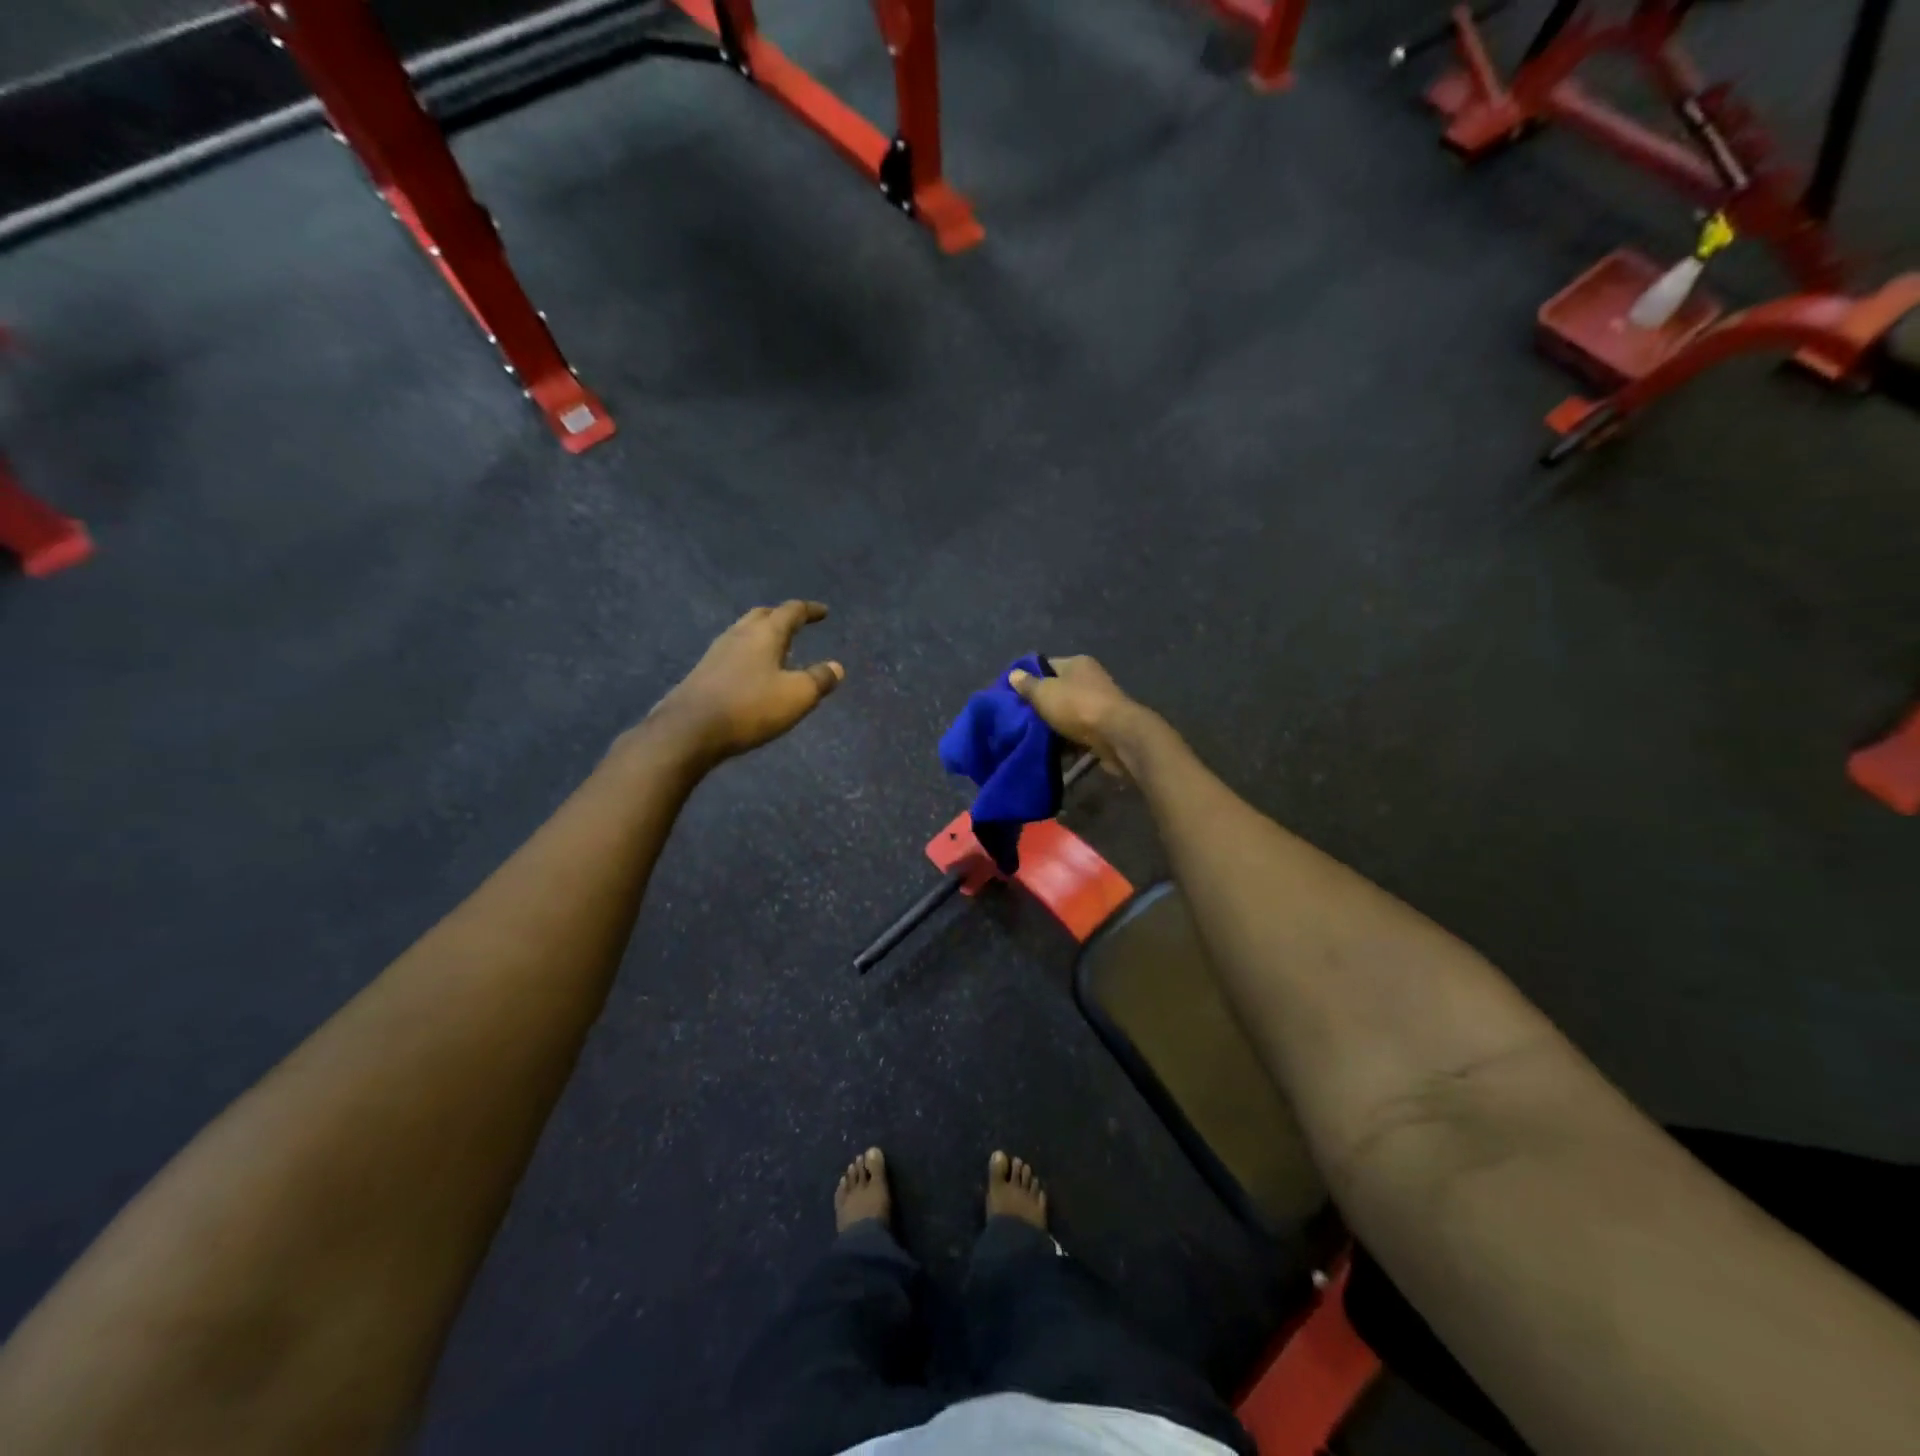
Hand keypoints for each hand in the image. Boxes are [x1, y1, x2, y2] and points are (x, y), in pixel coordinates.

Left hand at [650, 602, 844, 763]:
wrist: (689, 730)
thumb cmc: (750, 707)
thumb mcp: (797, 696)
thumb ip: (819, 679)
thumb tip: (836, 667)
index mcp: (765, 634)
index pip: (791, 612)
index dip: (809, 610)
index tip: (823, 612)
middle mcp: (738, 635)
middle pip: (762, 616)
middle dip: (781, 617)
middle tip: (796, 624)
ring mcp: (716, 653)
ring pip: (744, 633)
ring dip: (762, 635)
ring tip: (777, 648)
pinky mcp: (703, 673)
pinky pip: (732, 653)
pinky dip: (748, 654)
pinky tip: (752, 672)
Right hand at [1008, 656, 1155, 779]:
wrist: (1117, 736)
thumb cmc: (1077, 706)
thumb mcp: (1044, 693)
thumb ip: (1028, 685)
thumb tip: (1014, 674)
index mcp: (1077, 664)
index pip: (1047, 665)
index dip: (1029, 677)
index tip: (1012, 694)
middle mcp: (1090, 680)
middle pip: (1058, 691)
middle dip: (1041, 706)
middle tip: (1019, 719)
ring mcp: (1099, 705)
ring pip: (1068, 714)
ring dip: (1054, 726)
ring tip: (1031, 738)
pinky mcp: (1104, 729)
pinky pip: (1079, 733)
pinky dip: (1067, 742)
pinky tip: (1052, 752)